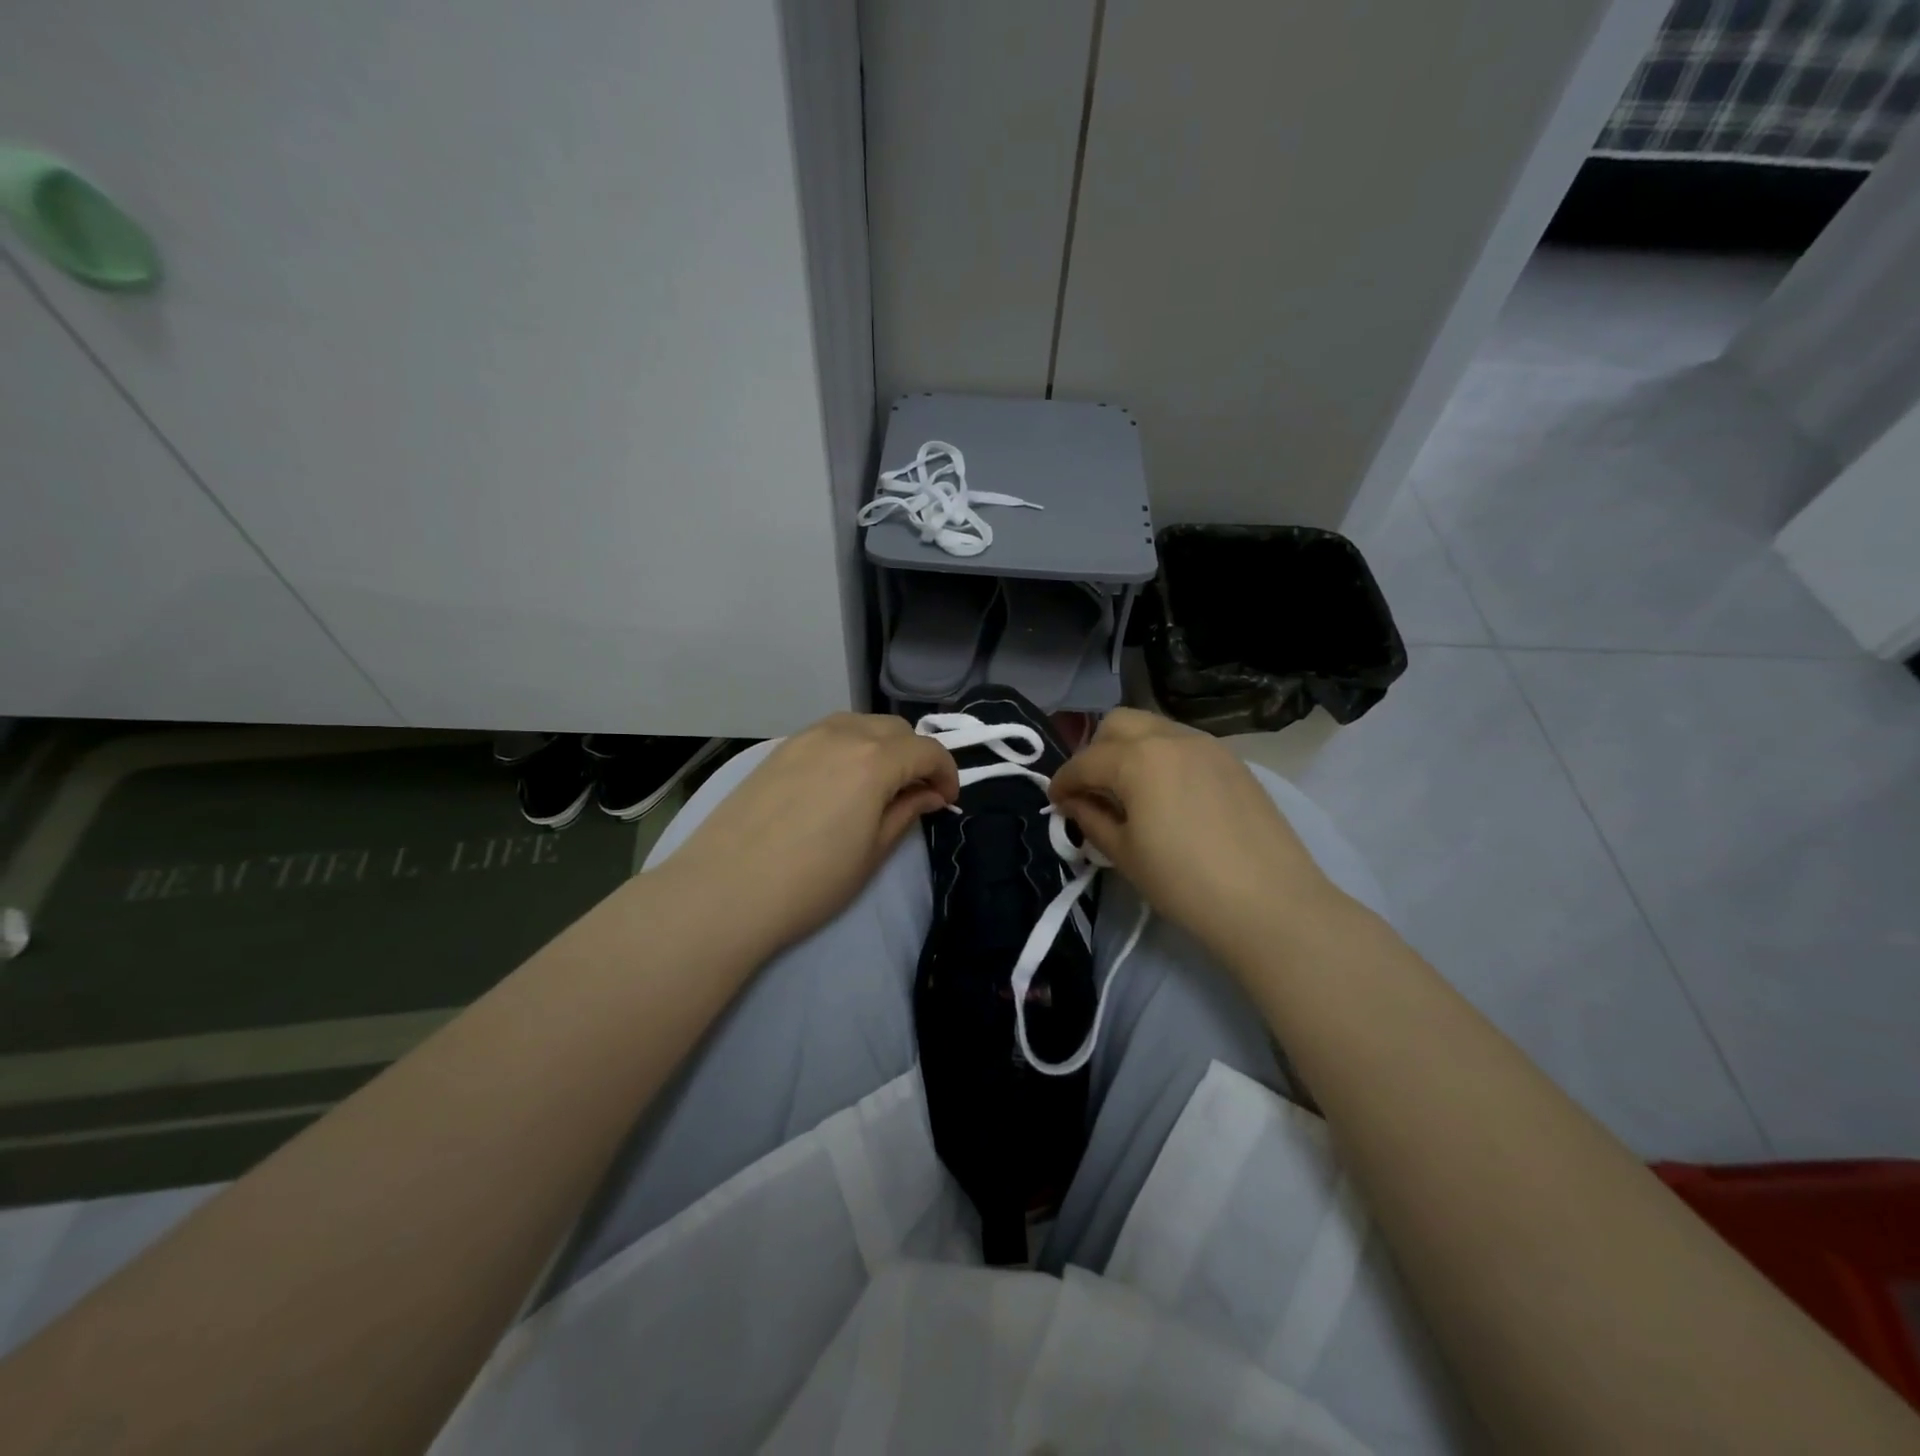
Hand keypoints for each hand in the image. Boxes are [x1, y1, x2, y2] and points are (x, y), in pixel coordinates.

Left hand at [663, 713, 957, 954]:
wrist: (723, 891)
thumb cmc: (810, 881)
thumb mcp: (872, 853)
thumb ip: (907, 812)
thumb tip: (929, 793)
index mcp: (874, 760)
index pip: (927, 750)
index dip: (946, 773)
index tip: (946, 801)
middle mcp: (842, 734)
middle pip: (895, 729)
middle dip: (916, 756)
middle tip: (915, 794)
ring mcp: (805, 737)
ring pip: (860, 724)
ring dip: (882, 746)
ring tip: (878, 785)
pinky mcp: (777, 749)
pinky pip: (828, 733)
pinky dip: (849, 746)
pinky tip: (839, 781)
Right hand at [1049, 709, 1340, 959]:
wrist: (1270, 903)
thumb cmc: (1184, 883)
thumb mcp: (1125, 854)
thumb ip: (1091, 819)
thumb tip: (1072, 803)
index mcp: (1137, 759)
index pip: (1085, 761)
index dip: (1063, 781)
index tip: (1055, 802)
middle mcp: (1170, 738)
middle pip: (1118, 724)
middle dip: (1095, 751)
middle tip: (1093, 790)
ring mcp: (1207, 745)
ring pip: (1154, 728)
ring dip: (1130, 749)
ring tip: (1130, 791)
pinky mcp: (1233, 761)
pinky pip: (1184, 744)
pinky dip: (1163, 757)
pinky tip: (1167, 795)